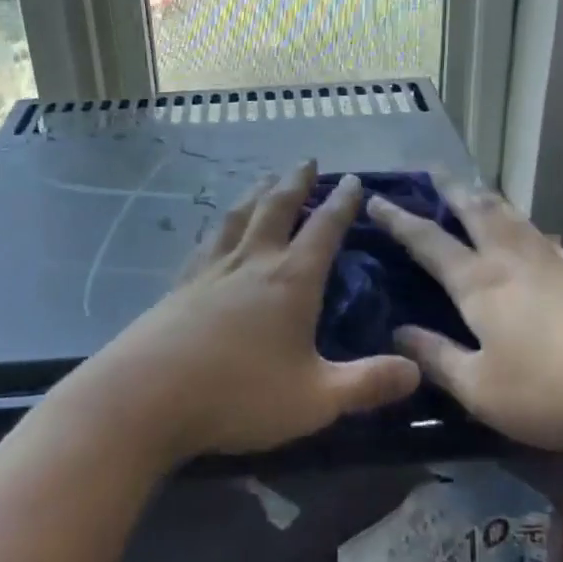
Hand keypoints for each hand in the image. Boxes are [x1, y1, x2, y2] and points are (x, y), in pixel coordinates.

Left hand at [71, 161, 420, 465]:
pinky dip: (221, 223)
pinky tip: (217, 229)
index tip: (353, 180)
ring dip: (256, 192)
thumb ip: (367, 384)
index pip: (324, 229)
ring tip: (265, 179)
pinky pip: (208, 239)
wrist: (145, 396)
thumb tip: (417, 369)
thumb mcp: (315, 399)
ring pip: (239, 215)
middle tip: (307, 161)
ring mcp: (211, 269)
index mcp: (290, 280)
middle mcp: (252, 261)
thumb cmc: (238, 395)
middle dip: (296, 182)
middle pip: (277, 207)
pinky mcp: (180, 284)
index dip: (342, 203)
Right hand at [369, 176, 562, 452]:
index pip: (428, 241)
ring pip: (512, 216)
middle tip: (432, 169)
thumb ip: (436, 358)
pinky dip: (525, 226)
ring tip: (475, 189)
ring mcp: (551, 263)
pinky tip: (534, 235)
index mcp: (478, 283)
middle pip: (475, 210)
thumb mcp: (479, 387)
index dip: (399, 220)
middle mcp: (511, 260)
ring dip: (486, 198)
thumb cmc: (549, 389)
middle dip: (449, 188)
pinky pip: (543, 237)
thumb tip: (398, 333)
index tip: (376, 198)